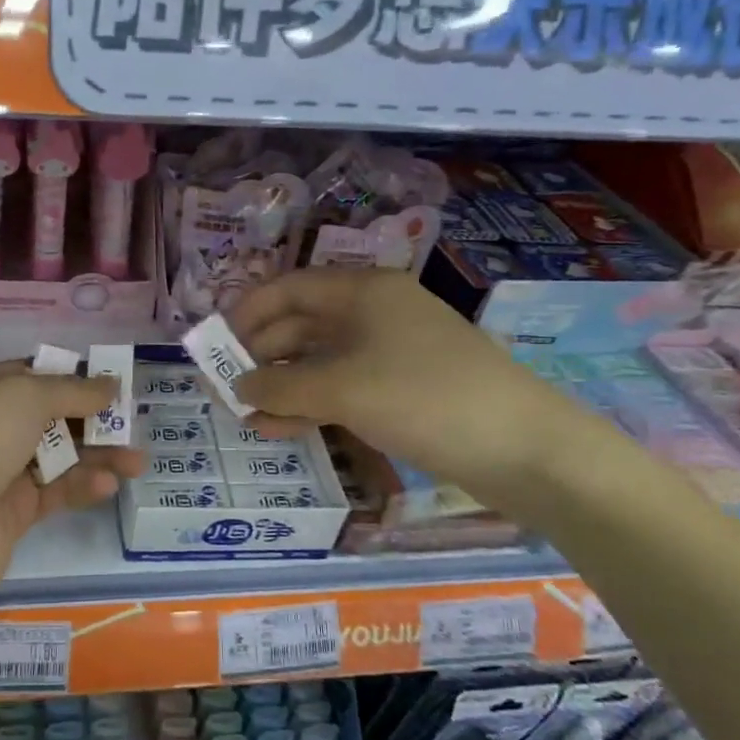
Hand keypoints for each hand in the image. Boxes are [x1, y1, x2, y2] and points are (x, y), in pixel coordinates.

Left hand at [0, 361, 145, 604]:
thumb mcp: (24, 396)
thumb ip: (72, 390)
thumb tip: (110, 384)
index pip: (25, 374)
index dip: (66, 375)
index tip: (108, 380)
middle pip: (46, 417)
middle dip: (89, 418)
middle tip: (131, 421)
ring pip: (55, 456)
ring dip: (95, 455)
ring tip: (137, 460)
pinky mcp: (11, 514)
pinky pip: (53, 492)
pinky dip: (80, 485)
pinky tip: (107, 484)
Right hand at [230, 267, 600, 506]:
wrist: (526, 450)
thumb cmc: (425, 398)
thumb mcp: (342, 388)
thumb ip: (280, 385)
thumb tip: (238, 386)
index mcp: (363, 291)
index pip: (288, 289)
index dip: (246, 314)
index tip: (213, 345)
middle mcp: (374, 312)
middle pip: (301, 324)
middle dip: (261, 355)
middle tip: (225, 387)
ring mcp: (391, 352)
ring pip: (320, 360)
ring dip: (282, 385)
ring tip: (246, 416)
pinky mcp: (403, 389)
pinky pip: (343, 387)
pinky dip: (311, 404)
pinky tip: (281, 429)